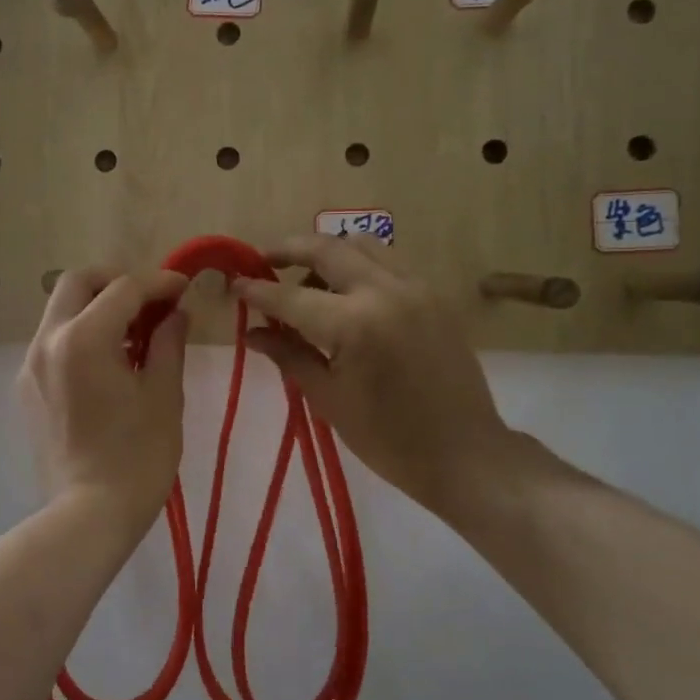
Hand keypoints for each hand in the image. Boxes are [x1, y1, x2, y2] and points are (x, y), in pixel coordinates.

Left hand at [19, 268, 189, 539]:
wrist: (89, 513)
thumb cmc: (137, 456)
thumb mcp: (164, 395)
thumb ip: (168, 342)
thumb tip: (174, 312)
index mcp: (84, 338)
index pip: (123, 289)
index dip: (158, 283)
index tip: (183, 288)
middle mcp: (48, 340)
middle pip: (77, 283)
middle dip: (115, 281)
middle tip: (149, 301)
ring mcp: (31, 364)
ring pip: (60, 309)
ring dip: (96, 306)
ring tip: (133, 333)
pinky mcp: (27, 387)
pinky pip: (53, 340)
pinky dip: (80, 333)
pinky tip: (108, 361)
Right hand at [233, 236, 551, 522]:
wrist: (466, 455)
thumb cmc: (388, 439)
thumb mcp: (328, 399)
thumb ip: (288, 355)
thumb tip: (250, 333)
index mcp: (354, 324)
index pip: (291, 296)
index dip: (257, 290)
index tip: (234, 284)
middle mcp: (385, 291)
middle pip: (327, 247)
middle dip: (288, 249)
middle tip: (262, 261)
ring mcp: (416, 288)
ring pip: (362, 244)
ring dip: (327, 253)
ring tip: (307, 281)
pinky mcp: (434, 295)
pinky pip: (388, 262)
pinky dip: (359, 265)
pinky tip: (347, 295)